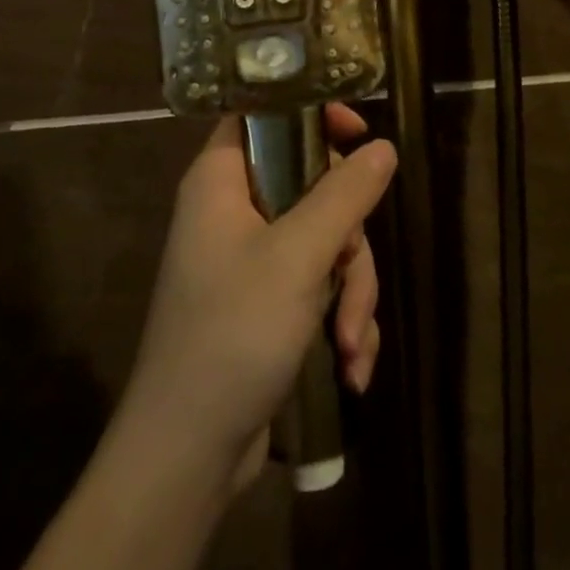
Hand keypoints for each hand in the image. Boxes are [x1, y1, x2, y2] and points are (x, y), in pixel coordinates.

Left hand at [117, 104, 396, 494]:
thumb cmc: (232, 335)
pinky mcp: (267, 302)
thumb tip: (383, 147)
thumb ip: (344, 195)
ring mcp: (252, 258)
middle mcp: (234, 210)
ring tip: (352, 344)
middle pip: (312, 183)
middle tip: (352, 269)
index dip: (311, 111)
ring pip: (325, 239)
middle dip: (348, 235)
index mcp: (222, 180)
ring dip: (352, 290)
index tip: (358, 132)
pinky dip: (340, 317)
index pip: (264, 113)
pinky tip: (352, 365)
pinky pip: (319, 283)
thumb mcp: (298, 257)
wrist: (186, 458)